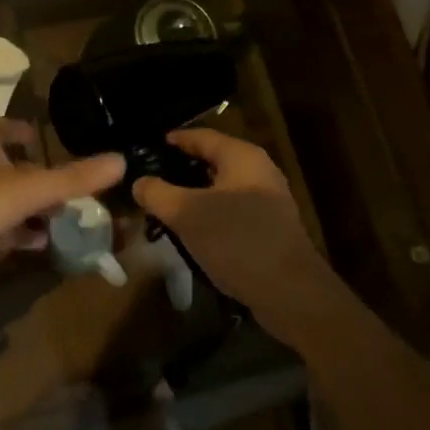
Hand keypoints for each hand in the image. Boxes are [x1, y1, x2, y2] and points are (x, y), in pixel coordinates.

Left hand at [0, 118, 123, 299]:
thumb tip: (120, 160)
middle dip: (36, 175)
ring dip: (29, 208)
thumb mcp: (26, 191)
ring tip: (60, 219)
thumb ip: (72, 178)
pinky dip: (15, 233)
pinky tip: (37, 245)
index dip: (22, 129)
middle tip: (67, 188)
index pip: (2, 127)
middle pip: (6, 166)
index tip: (44, 138)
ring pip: (2, 200)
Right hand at [133, 129, 327, 326]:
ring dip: (196, 194)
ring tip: (167, 205)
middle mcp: (259, 170)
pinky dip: (212, 213)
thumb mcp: (187, 214)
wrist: (291, 292)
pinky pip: (233, 210)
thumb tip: (138, 181)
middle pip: (213, 160)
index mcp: (241, 156)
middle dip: (183, 168)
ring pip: (223, 188)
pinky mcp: (271, 227)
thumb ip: (158, 194)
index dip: (174, 140)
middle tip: (152, 177)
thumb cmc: (237, 240)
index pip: (201, 136)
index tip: (149, 146)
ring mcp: (269, 199)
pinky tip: (194, 231)